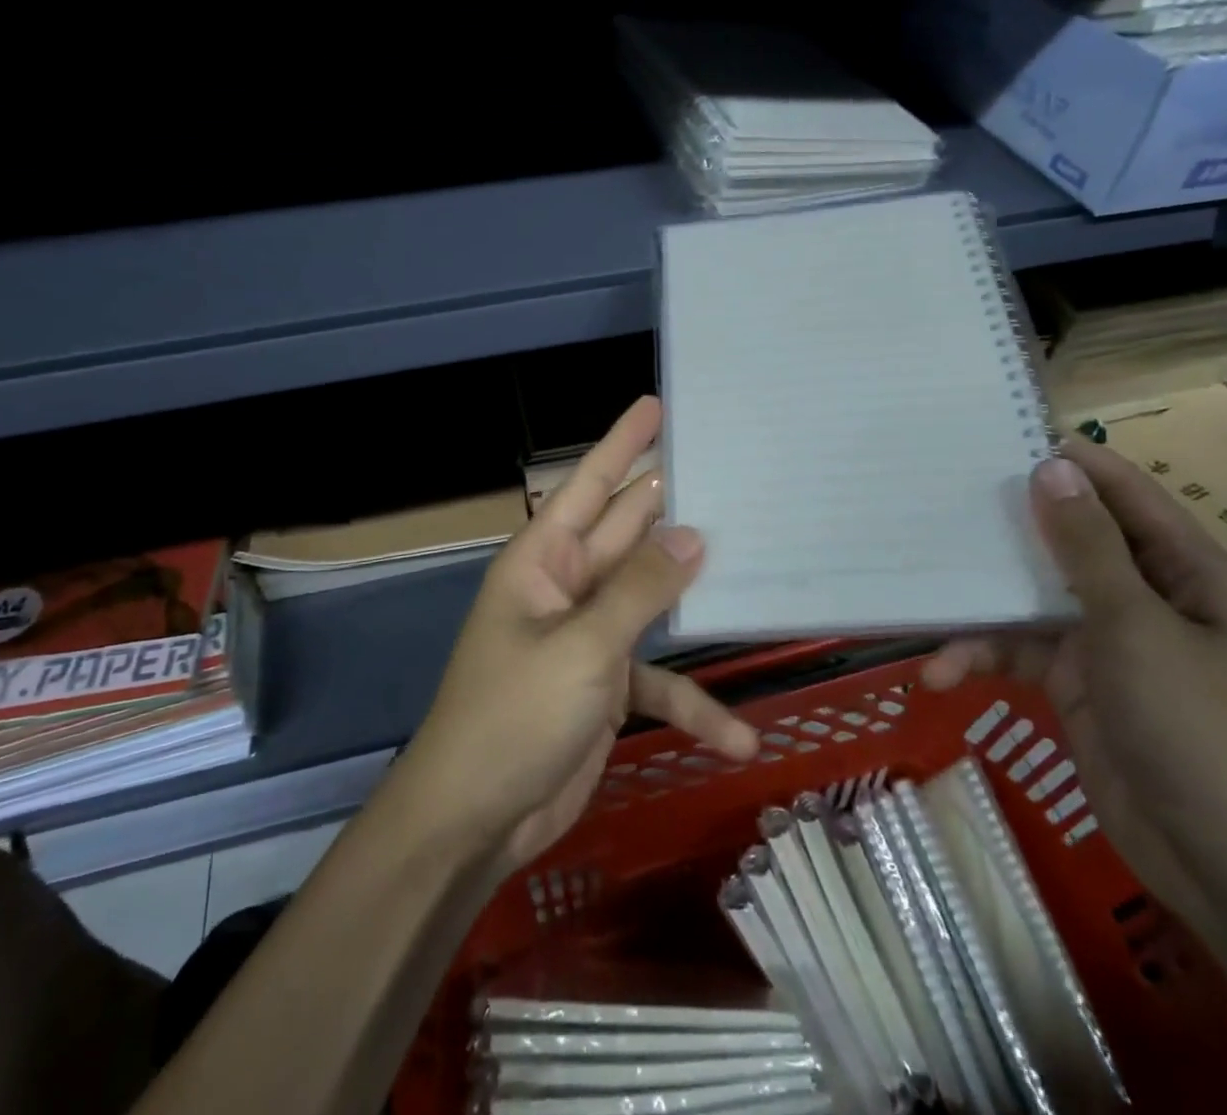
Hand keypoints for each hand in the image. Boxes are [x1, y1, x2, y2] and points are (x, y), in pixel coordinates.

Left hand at [393, 397, 759, 874]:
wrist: (474, 821)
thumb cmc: (514, 717)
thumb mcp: (583, 649)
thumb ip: (641, 590)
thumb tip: (693, 533)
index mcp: (545, 560)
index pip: (589, 484)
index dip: (623, 443)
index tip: (660, 405)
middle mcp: (568, 587)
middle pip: (629, 532)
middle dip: (673, 504)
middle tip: (728, 470)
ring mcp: (590, 637)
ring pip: (652, 599)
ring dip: (692, 593)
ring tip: (753, 564)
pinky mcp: (607, 687)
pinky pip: (658, 682)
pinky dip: (692, 704)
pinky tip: (737, 737)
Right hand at [920, 439, 1226, 933]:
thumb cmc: (1199, 731)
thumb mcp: (1137, 629)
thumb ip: (1088, 548)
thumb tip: (1052, 466)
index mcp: (1187, 572)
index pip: (1126, 496)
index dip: (1071, 464)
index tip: (999, 438)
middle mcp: (1148, 597)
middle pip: (1069, 543)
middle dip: (1009, 530)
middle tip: (940, 503)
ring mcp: (1109, 642)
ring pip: (1032, 599)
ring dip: (983, 607)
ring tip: (925, 604)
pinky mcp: (1076, 683)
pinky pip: (1020, 651)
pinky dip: (982, 658)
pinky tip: (942, 672)